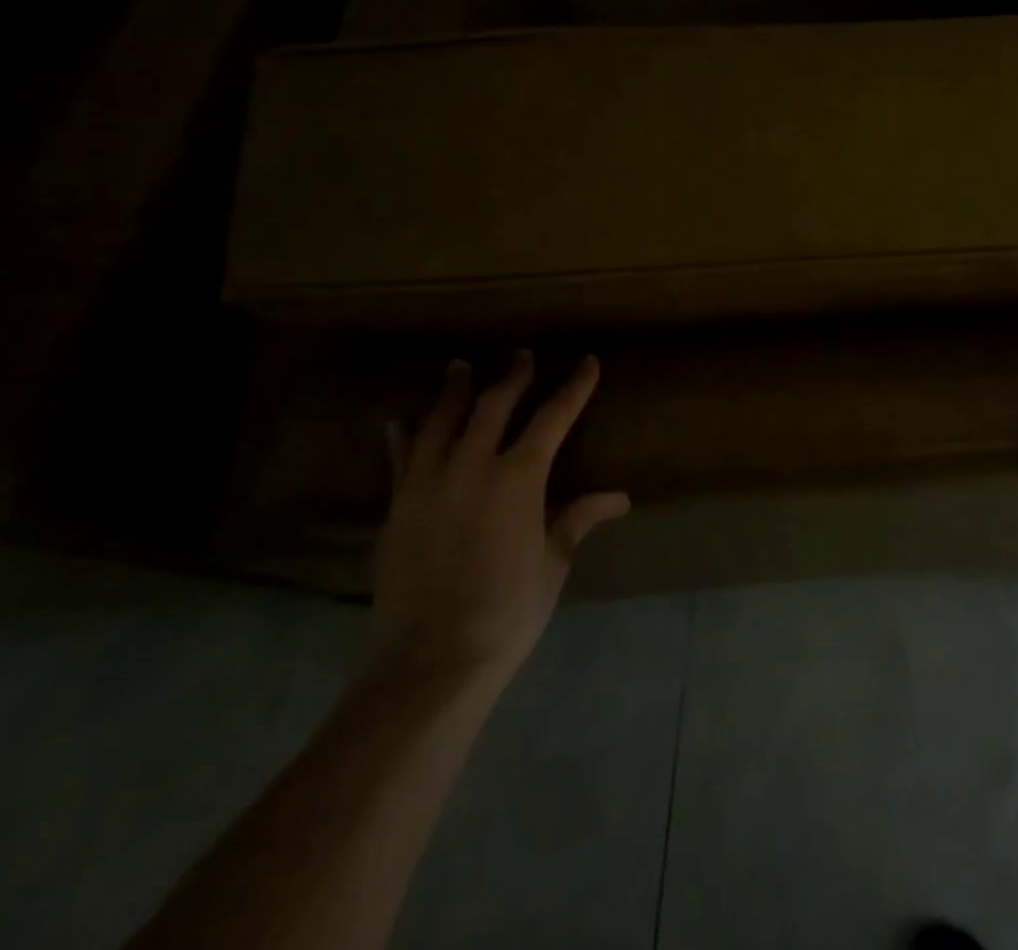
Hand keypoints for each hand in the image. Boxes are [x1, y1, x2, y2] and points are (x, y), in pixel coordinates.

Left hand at [370, 353, 628, 689]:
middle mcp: (472, 466)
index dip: (574, 388)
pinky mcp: (397, 507)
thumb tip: (619, 498)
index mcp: (519, 477)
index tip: (587, 363)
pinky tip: (399, 421)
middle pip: (494, 406)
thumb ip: (578, 519)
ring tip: (460, 368)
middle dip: (513, 377)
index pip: (553, 417)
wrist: (430, 660)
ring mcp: (428, 483)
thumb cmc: (508, 610)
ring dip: (455, 392)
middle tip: (521, 356)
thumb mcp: (553, 562)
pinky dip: (403, 435)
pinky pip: (400, 458)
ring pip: (441, 421)